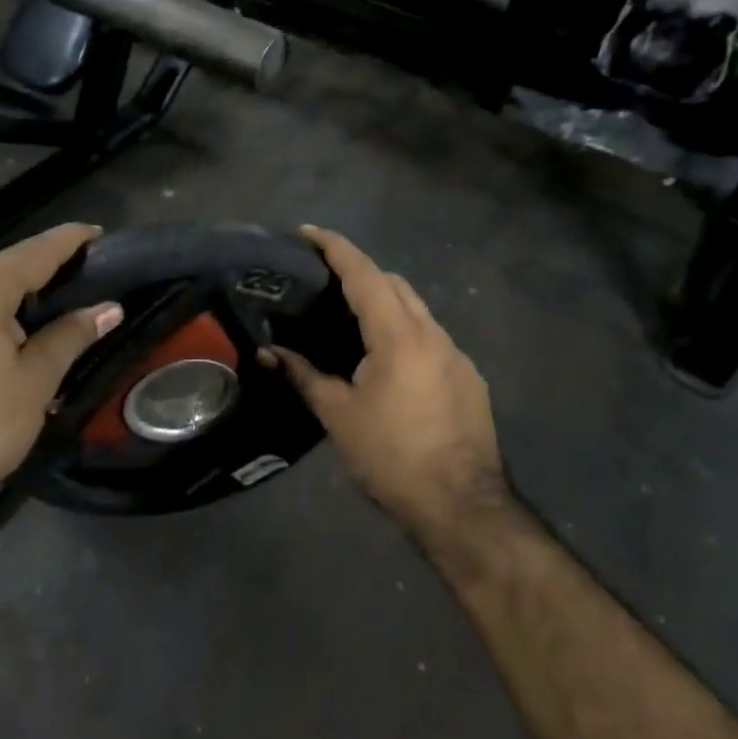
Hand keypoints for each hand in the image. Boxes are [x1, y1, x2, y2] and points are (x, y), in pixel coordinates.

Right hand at [267, 226, 509, 541]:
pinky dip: (405, 331)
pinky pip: (431, 337)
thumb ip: (303, 375)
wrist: (463, 506)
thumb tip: (269, 352)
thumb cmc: (392, 458)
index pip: (364, 273)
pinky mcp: (469, 378)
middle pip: (395, 283)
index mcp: (399, 336)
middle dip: (360, 271)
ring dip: (385, 301)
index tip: (307, 231)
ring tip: (351, 319)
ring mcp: (457, 355)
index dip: (335, 247)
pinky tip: (386, 361)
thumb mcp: (338, 416)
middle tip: (324, 280)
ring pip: (417, 309)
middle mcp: (433, 334)